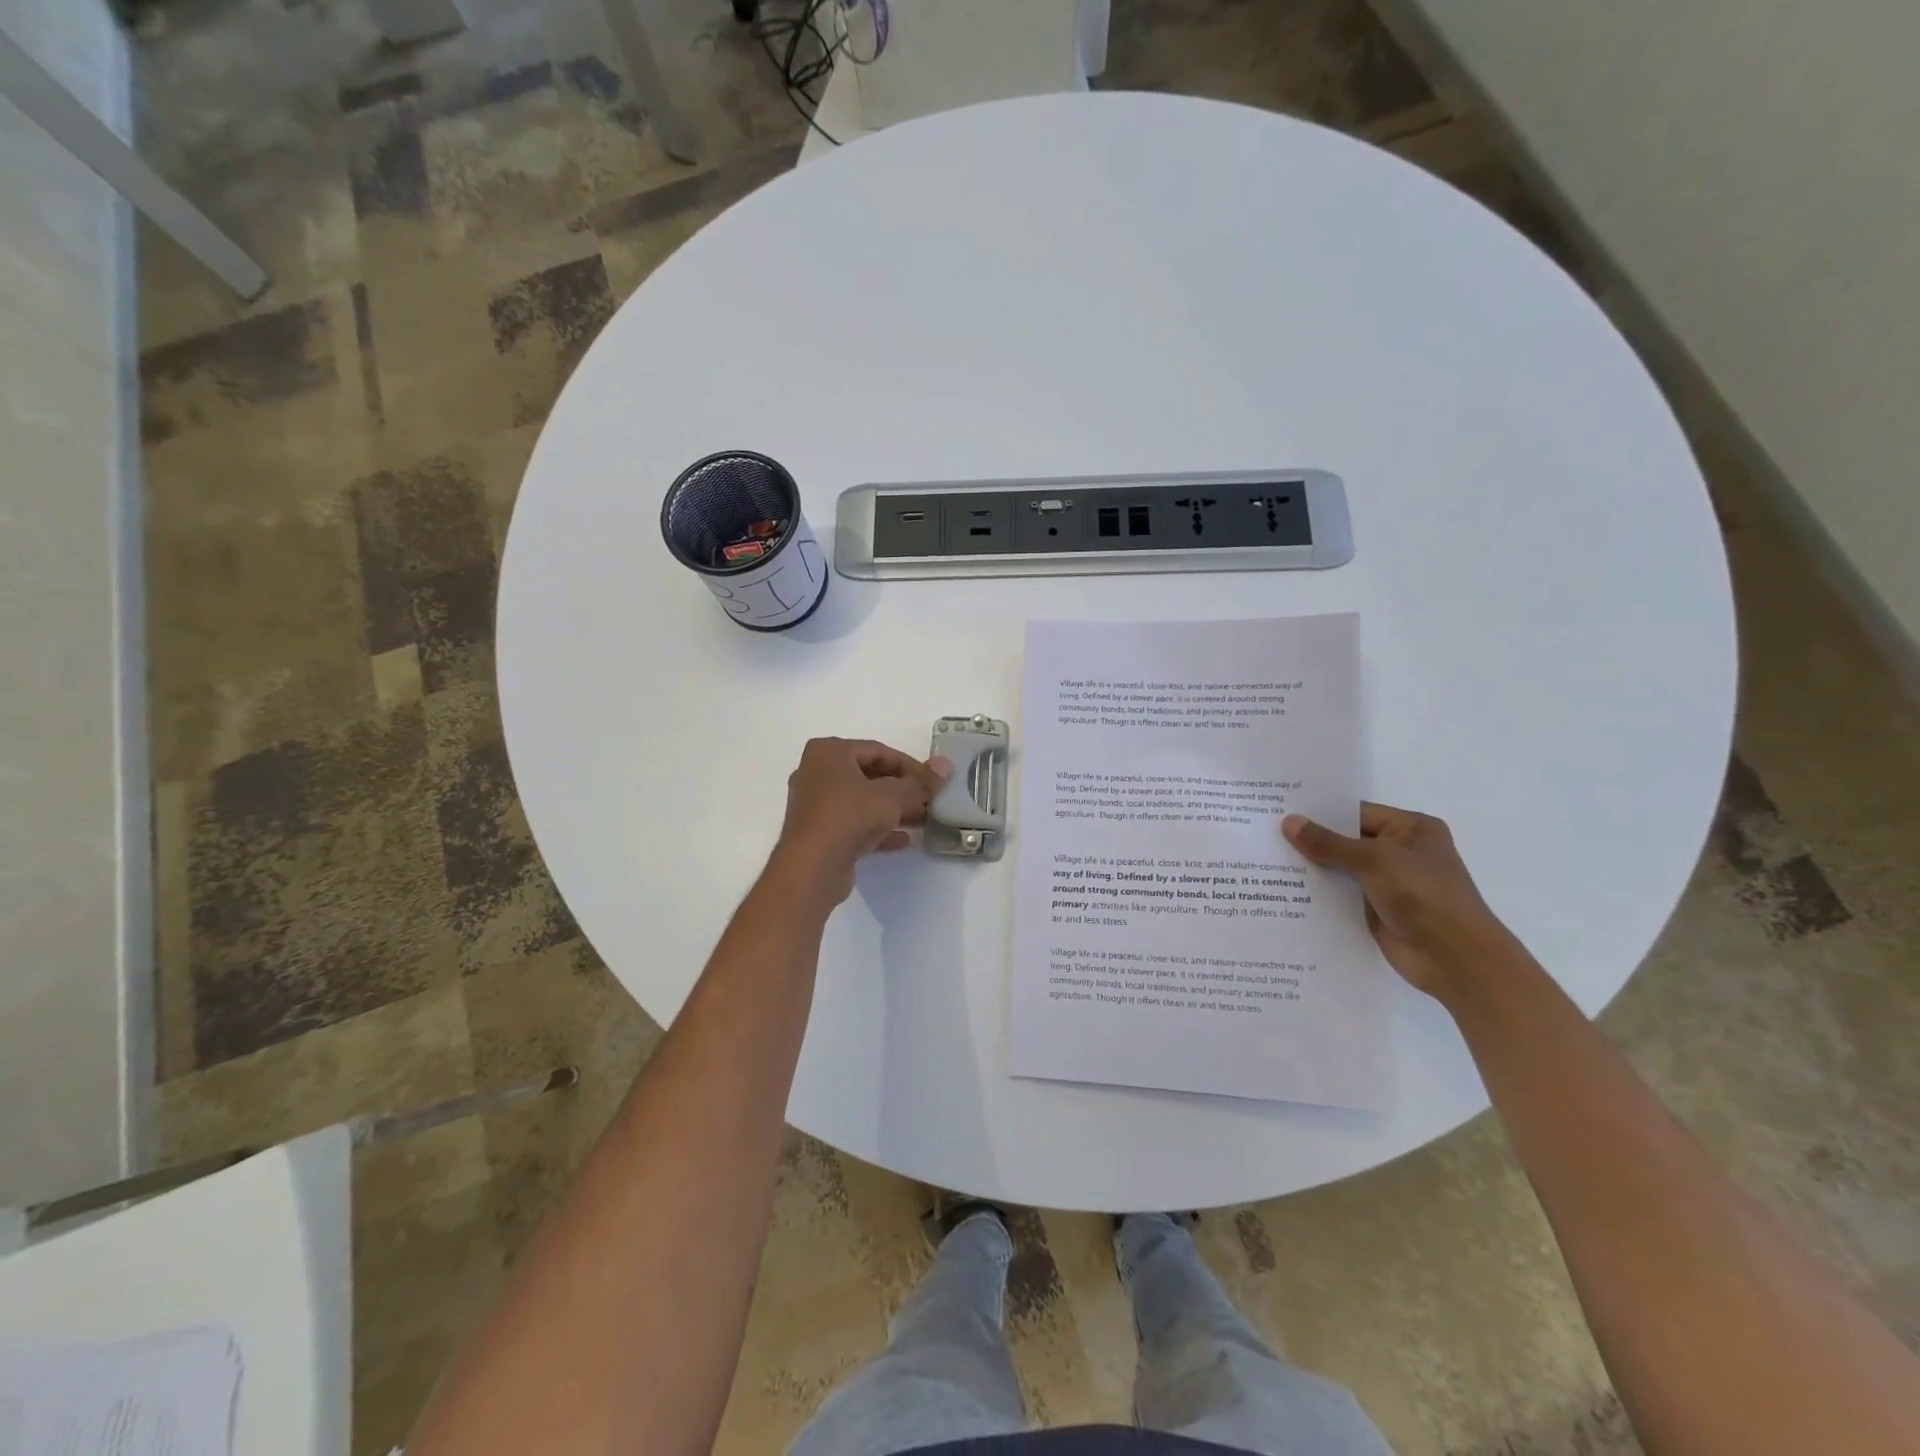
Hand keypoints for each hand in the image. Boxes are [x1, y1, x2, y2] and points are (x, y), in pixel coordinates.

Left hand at [770, 738, 950, 903]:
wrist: (812, 868)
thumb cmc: (849, 816)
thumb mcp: (892, 797)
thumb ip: (920, 783)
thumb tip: (946, 765)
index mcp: (828, 752)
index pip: (878, 751)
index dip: (910, 765)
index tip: (933, 781)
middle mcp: (817, 773)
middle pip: (869, 775)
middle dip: (902, 789)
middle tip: (930, 801)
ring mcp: (815, 805)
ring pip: (862, 801)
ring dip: (893, 810)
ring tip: (924, 821)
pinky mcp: (819, 832)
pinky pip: (854, 824)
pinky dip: (878, 829)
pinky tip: (905, 841)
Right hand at [1282, 803, 1516, 1000]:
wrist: (1454, 958)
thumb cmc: (1423, 896)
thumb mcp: (1374, 860)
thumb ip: (1329, 843)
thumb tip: (1288, 821)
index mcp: (1411, 829)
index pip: (1356, 813)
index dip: (1319, 812)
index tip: (1279, 810)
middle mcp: (1401, 851)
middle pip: (1346, 840)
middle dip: (1311, 840)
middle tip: (1264, 832)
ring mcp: (1389, 882)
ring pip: (1341, 868)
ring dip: (1311, 867)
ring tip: (1265, 859)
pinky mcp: (1377, 909)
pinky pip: (1341, 894)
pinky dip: (1318, 892)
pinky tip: (1283, 889)